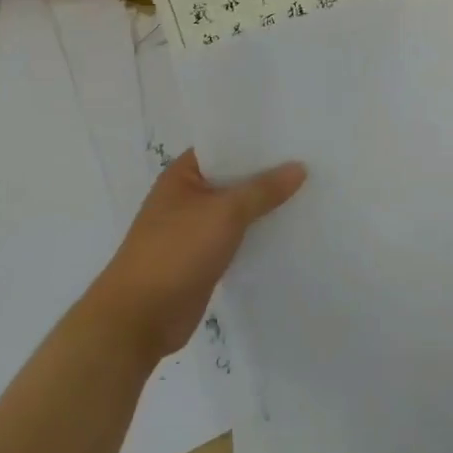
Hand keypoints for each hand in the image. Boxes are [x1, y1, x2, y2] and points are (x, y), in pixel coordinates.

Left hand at [91, 150, 304, 363]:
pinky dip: (259, 234)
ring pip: (238, 209)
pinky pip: (238, 237)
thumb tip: (299, 167)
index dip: (257, 141)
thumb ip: (264, 189)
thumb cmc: (176, 251)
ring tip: (310, 191)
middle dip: (268, 173)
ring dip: (265, 206)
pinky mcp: (204, 258)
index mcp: (183, 175)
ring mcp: (195, 229)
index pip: (225, 146)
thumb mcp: (225, 212)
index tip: (294, 134)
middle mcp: (188, 197)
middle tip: (312, 160)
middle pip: (234, 178)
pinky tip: (290, 229)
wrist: (140, 318)